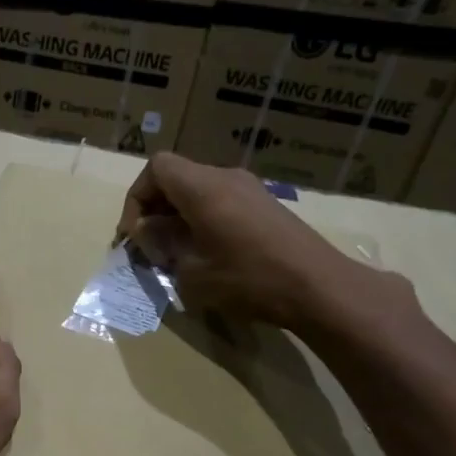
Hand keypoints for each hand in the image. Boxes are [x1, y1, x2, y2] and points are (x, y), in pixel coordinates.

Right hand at [116, 153, 421, 338]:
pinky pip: (219, 201)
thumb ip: (162, 245)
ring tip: (175, 255)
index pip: (156, 168)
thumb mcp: (191, 272)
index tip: (136, 234)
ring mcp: (249, 189)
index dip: (137, 197)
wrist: (319, 288)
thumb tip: (147, 232)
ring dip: (178, 217)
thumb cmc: (249, 280)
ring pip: (197, 190)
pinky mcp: (265, 206)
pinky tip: (206, 254)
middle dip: (155, 209)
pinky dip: (201, 219)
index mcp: (203, 188)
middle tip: (150, 248)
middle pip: (176, 177)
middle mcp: (226, 178)